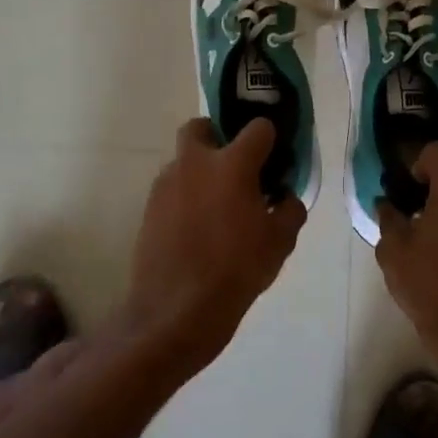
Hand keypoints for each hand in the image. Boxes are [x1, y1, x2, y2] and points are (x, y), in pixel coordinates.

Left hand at [126, 118, 305, 373]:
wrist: (177, 310)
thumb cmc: (237, 270)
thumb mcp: (280, 242)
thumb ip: (289, 209)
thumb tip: (284, 196)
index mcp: (232, 164)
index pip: (258, 128)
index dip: (270, 139)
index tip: (275, 159)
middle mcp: (195, 163)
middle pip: (201, 127)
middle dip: (217, 137)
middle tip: (235, 167)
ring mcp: (166, 184)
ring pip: (184, 161)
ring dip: (200, 172)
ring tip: (217, 208)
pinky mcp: (149, 208)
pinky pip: (172, 189)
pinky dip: (185, 197)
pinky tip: (197, 229)